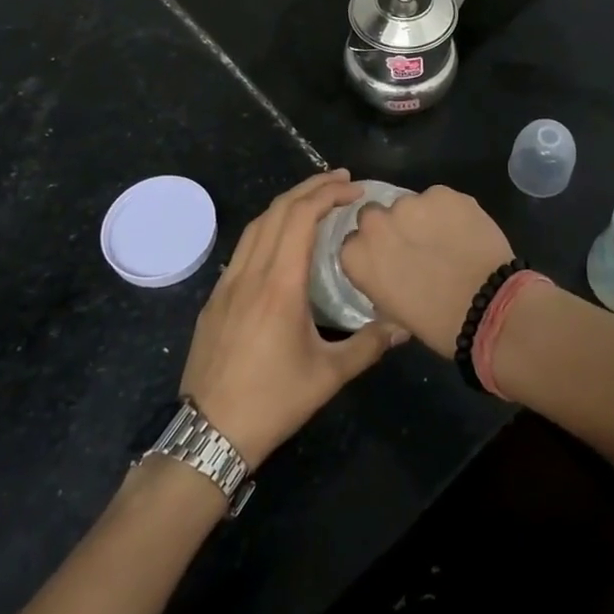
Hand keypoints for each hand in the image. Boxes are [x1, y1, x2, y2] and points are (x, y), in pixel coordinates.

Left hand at [181, 170, 407, 466]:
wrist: (209, 433)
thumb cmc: (273, 402)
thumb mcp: (328, 376)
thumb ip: (369, 345)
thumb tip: (405, 326)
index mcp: (280, 284)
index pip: (301, 216)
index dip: (328, 193)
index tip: (355, 189)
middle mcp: (251, 272)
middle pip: (277, 210)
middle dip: (310, 187)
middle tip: (341, 180)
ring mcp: (227, 283)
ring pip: (256, 224)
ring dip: (286, 203)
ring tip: (314, 199)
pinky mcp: (215, 297)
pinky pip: (243, 246)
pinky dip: (267, 226)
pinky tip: (281, 239)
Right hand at [339, 186, 513, 358]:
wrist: (487, 307)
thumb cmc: (436, 323)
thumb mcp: (392, 310)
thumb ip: (380, 279)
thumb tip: (389, 271)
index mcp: (356, 255)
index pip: (354, 242)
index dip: (374, 249)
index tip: (390, 260)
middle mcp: (376, 223)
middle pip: (375, 214)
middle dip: (392, 227)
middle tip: (416, 246)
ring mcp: (410, 203)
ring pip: (410, 204)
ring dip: (422, 218)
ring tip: (446, 239)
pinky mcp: (442, 193)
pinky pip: (440, 199)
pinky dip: (449, 212)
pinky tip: (465, 231)